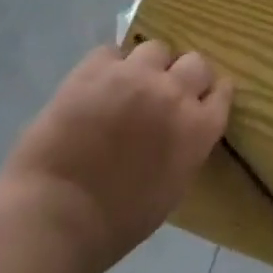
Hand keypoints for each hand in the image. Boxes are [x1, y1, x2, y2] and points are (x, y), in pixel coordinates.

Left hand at [0, 41, 231, 272]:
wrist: (50, 218)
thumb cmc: (113, 223)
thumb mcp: (170, 190)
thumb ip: (186, 148)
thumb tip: (183, 127)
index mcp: (196, 129)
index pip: (222, 92)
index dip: (210, 95)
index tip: (200, 102)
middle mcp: (173, 92)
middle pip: (196, 63)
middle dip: (185, 76)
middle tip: (165, 93)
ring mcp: (134, 75)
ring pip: (155, 49)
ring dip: (147, 66)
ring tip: (128, 86)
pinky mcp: (96, 68)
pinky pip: (112, 52)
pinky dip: (108, 67)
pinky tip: (96, 88)